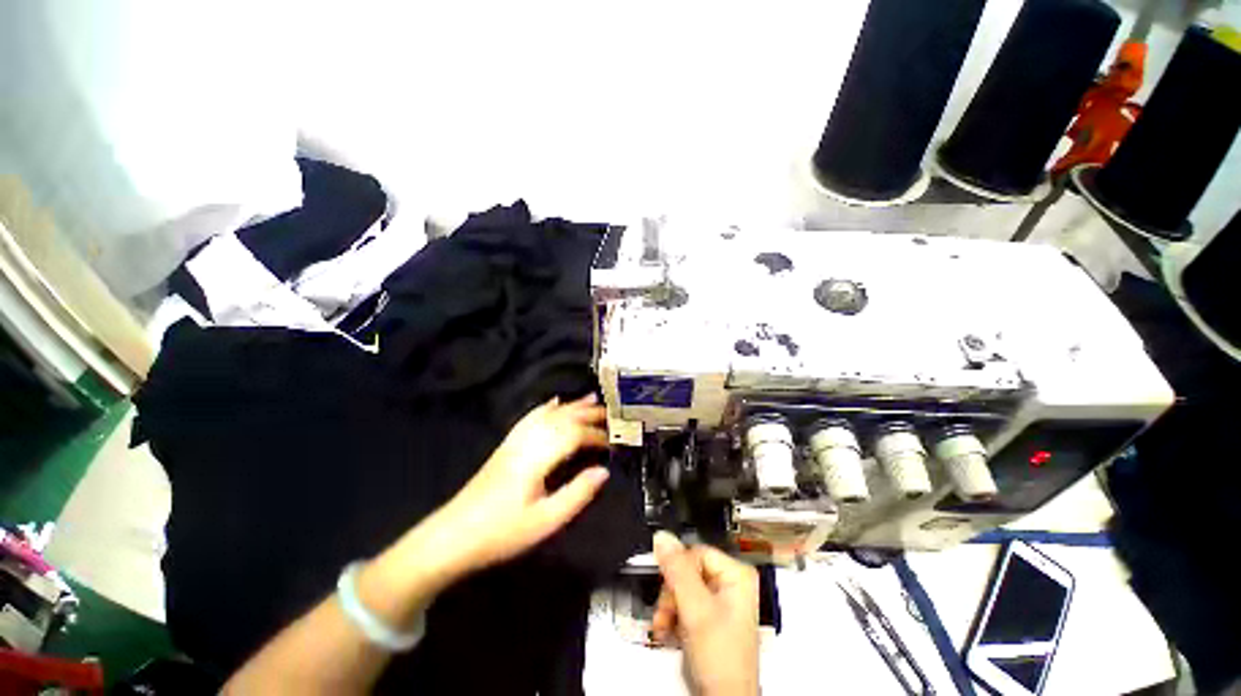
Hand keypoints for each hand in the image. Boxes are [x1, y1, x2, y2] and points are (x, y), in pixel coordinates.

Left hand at [422, 394, 610, 576]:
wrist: (453, 536)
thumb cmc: (501, 532)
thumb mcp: (545, 521)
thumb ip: (577, 494)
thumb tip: (604, 471)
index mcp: (537, 458)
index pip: (573, 434)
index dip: (596, 435)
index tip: (613, 442)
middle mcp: (527, 441)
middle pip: (562, 418)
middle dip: (588, 413)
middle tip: (611, 413)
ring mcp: (515, 441)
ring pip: (547, 414)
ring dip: (571, 405)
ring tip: (591, 398)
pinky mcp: (507, 445)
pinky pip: (530, 417)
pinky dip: (546, 407)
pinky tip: (554, 402)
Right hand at [652, 532, 759, 695]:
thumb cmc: (723, 661)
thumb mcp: (696, 609)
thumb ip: (677, 571)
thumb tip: (663, 538)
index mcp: (736, 574)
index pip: (695, 552)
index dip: (678, 569)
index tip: (668, 587)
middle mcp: (729, 584)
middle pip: (686, 570)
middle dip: (671, 593)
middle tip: (666, 612)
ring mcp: (719, 602)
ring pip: (681, 588)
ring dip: (668, 607)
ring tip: (665, 626)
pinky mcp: (708, 618)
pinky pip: (682, 604)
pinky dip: (672, 617)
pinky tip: (669, 631)